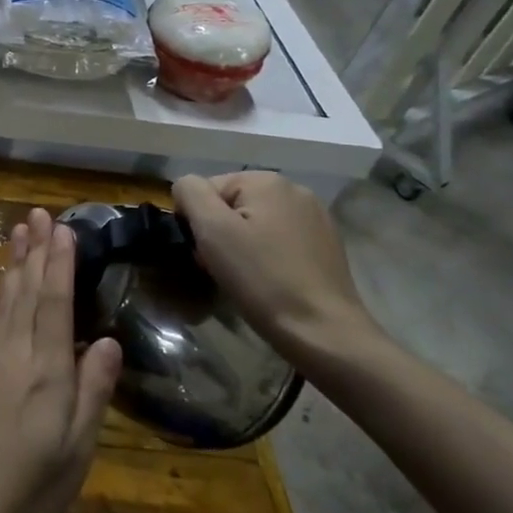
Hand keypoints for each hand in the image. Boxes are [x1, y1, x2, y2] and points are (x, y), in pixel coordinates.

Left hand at [0, 209, 121, 512]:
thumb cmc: (30, 493)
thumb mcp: (76, 452)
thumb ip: (92, 392)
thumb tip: (107, 340)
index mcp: (44, 373)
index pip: (53, 304)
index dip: (58, 264)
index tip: (62, 228)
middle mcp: (13, 356)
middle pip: (26, 293)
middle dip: (34, 251)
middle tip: (37, 214)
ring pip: (6, 302)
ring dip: (15, 265)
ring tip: (19, 233)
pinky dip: (2, 294)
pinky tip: (6, 287)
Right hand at [171, 172, 380, 359]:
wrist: (323, 332)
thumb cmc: (262, 279)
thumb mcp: (212, 230)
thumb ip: (191, 193)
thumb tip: (186, 187)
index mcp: (266, 180)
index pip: (207, 190)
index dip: (198, 222)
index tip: (205, 255)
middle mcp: (294, 189)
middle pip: (232, 205)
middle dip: (220, 234)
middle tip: (221, 269)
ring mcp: (315, 217)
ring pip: (255, 223)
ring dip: (241, 245)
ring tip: (245, 278)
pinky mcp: (326, 244)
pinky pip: (279, 240)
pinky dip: (266, 255)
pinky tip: (270, 280)